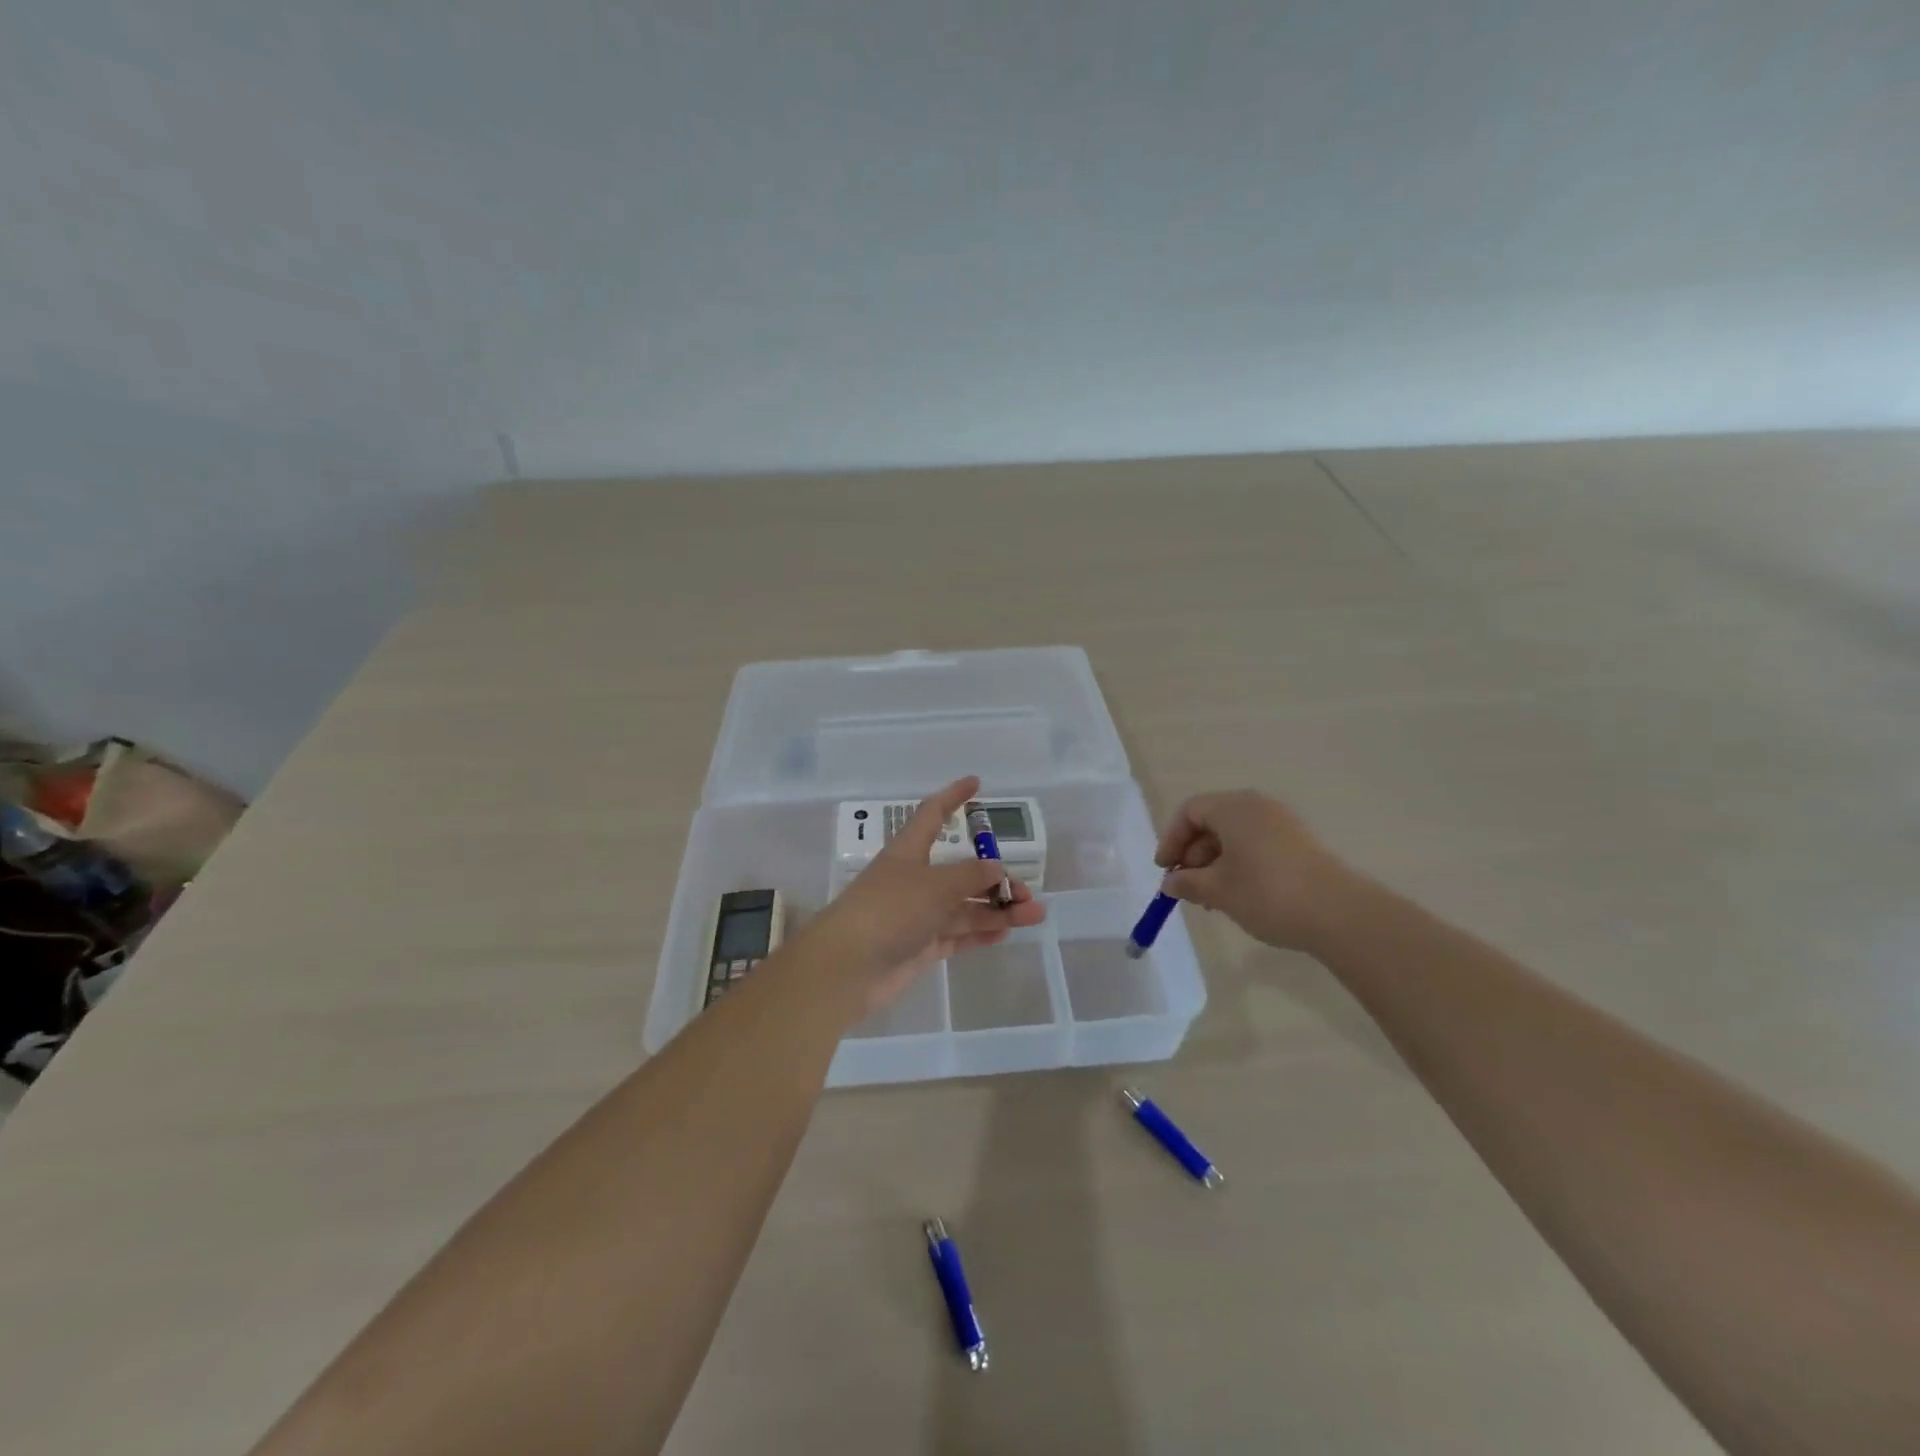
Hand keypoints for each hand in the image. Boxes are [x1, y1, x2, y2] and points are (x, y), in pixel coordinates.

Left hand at [808, 776, 1045, 1017]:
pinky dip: (981, 932)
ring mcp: (918, 914)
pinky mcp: (920, 946)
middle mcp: (915, 879)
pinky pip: (957, 934)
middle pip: (961, 870)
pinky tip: (1006, 932)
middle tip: (1025, 891)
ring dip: (998, 909)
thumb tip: (995, 868)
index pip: (933, 814)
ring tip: (1033, 915)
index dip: (953, 797)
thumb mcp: (934, 885)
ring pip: (965, 906)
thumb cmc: (889, 910)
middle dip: (994, 877)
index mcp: (909, 851)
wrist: (847, 968)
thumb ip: (969, 876)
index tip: (976, 783)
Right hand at [1154, 790, 1360, 951]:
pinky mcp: (1298, 844)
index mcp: (1234, 808)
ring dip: (1214, 864)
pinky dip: (1238, 865)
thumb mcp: (1218, 890)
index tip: (1165, 870)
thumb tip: (1171, 882)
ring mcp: (1281, 824)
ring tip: (1211, 899)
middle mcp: (1257, 807)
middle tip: (1187, 888)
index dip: (1171, 839)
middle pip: (1212, 822)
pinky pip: (1255, 845)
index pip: (1190, 811)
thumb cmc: (1267, 893)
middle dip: (1193, 855)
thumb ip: (1187, 882)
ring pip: (1234, 837)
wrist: (1339, 914)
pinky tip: (1238, 896)